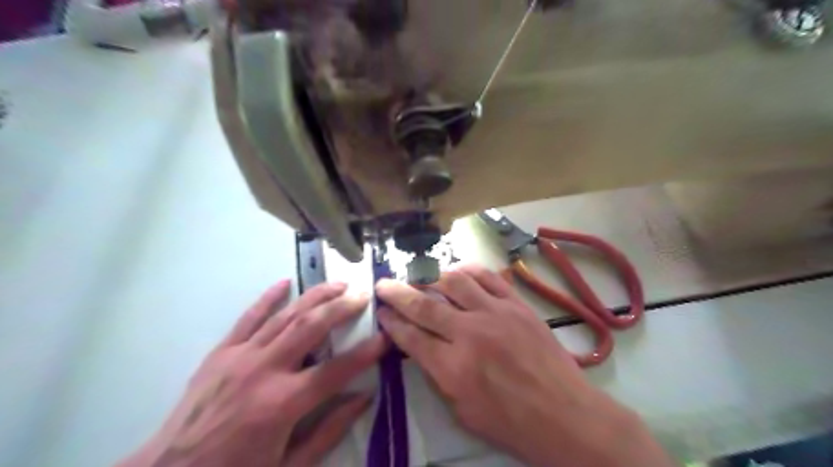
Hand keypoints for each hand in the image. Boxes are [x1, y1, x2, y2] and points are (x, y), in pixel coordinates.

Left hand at [117, 281, 386, 466]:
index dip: (366, 353)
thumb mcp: (289, 466)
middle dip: (341, 308)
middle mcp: (264, 371)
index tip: (385, 337)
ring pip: (285, 316)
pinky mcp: (221, 353)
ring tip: (338, 284)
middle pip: (311, 328)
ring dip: (315, 296)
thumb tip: (364, 397)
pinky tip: (286, 282)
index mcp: (283, 404)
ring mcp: (240, 357)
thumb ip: (329, 431)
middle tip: (363, 296)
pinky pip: (248, 318)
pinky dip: (268, 298)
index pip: (337, 370)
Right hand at [374, 266, 671, 466]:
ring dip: (431, 276)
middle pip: (424, 304)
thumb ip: (438, 375)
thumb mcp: (461, 411)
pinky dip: (468, 270)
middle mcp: (469, 333)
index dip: (391, 322)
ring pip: (454, 282)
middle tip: (384, 284)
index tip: (381, 312)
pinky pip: (488, 277)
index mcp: (452, 367)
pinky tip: (457, 270)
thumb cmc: (511, 422)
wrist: (563, 414)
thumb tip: (422, 347)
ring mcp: (495, 313)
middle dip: (398, 293)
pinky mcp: (516, 304)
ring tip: (420, 276)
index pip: (410, 336)